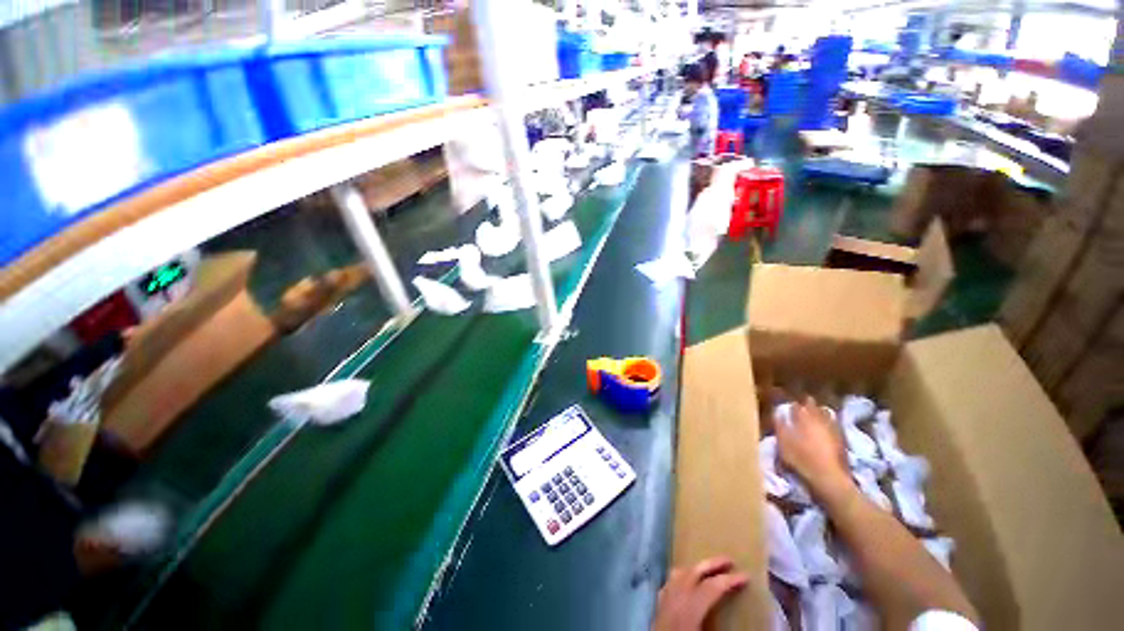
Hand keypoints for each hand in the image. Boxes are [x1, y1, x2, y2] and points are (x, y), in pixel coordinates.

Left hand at [653, 557, 747, 630]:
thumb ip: (719, 625)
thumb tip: (751, 623)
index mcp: (688, 611)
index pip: (710, 588)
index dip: (729, 581)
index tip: (746, 577)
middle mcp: (673, 600)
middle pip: (692, 572)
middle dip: (711, 564)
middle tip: (729, 560)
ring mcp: (663, 601)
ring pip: (678, 574)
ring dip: (695, 568)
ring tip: (710, 569)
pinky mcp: (657, 608)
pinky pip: (669, 583)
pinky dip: (681, 577)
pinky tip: (687, 583)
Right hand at [775, 397, 852, 501]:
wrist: (828, 477)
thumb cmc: (800, 459)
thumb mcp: (783, 443)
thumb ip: (780, 425)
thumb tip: (777, 412)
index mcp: (802, 419)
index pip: (796, 406)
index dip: (792, 405)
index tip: (789, 405)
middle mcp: (818, 420)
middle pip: (813, 407)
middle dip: (808, 404)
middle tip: (804, 403)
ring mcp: (832, 429)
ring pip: (826, 414)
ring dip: (821, 411)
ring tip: (817, 411)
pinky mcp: (842, 439)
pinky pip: (835, 424)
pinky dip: (830, 421)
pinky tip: (828, 424)